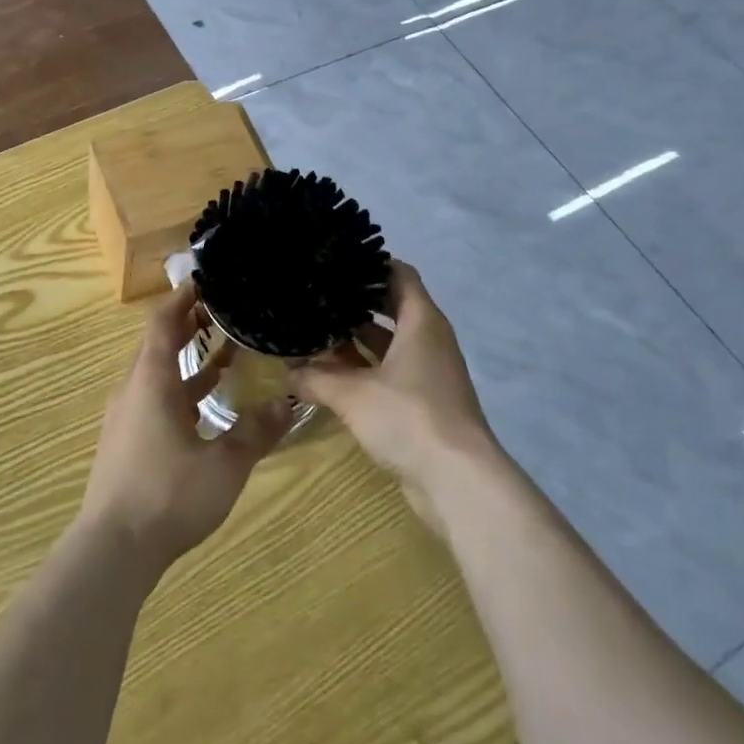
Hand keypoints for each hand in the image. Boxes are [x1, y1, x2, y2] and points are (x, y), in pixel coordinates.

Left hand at [80, 279, 290, 568]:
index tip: (206, 281)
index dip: (183, 298)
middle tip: (225, 312)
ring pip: (157, 373)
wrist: (113, 548)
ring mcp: (126, 416)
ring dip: (188, 360)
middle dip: (189, 325)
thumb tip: (288, 403)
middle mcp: (134, 389)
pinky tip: (206, 407)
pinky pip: (155, 398)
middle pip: (159, 343)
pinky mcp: (126, 440)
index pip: (163, 323)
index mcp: (151, 381)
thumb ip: (255, 432)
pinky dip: (180, 390)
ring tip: (226, 353)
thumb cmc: (167, 496)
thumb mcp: (223, 465)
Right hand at [288, 262, 497, 526]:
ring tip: (314, 331)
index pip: (399, 274)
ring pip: (388, 343)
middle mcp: (429, 340)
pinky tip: (330, 373)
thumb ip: (316, 378)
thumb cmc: (409, 417)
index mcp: (421, 322)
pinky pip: (390, 372)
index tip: (335, 261)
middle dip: (354, 303)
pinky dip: (364, 369)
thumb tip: (285, 371)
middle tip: (316, 295)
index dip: (370, 263)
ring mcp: (429, 372)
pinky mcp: (424, 402)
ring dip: (356, 340)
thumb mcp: (352, 394)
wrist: (457, 481)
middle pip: (391, 307)